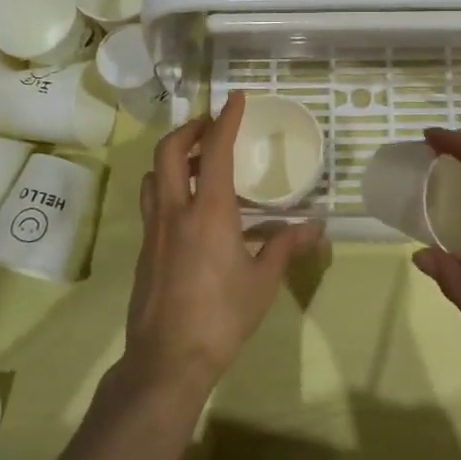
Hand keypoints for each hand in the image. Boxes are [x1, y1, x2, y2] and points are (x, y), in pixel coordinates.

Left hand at [125, 91, 322, 393]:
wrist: (166, 360)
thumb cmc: (222, 318)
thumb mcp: (263, 282)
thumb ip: (286, 247)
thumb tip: (315, 226)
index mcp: (209, 212)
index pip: (215, 151)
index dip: (225, 120)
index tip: (235, 99)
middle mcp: (175, 211)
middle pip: (169, 150)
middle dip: (189, 129)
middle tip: (211, 127)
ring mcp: (154, 229)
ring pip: (153, 174)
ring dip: (173, 157)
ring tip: (199, 163)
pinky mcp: (145, 249)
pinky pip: (152, 201)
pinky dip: (168, 185)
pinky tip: (189, 208)